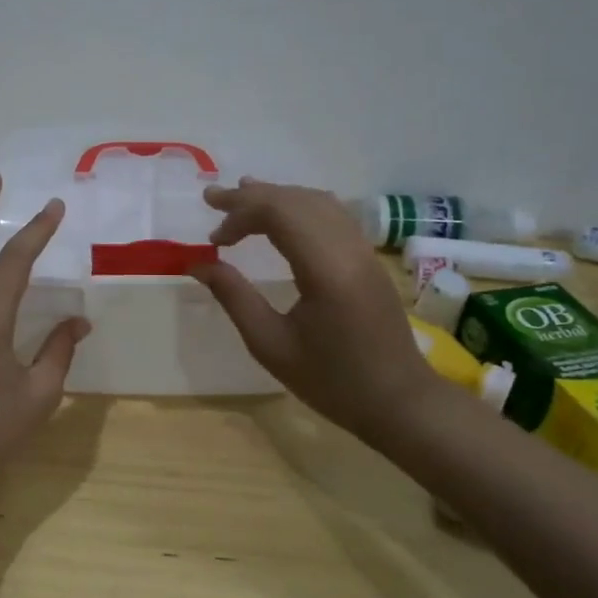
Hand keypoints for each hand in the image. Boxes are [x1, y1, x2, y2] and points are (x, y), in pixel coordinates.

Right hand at [191, 179, 437, 444]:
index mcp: (326, 270)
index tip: (213, 238)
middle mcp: (349, 249)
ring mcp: (364, 250)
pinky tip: (281, 216)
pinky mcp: (369, 258)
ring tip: (242, 197)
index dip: (240, 214)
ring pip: (318, 201)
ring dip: (277, 196)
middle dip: (252, 196)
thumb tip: (198, 263)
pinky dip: (300, 206)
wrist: (398, 401)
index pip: (279, 213)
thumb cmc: (331, 381)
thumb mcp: (270, 345)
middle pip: (297, 200)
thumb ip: (233, 297)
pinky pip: (333, 214)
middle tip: (213, 199)